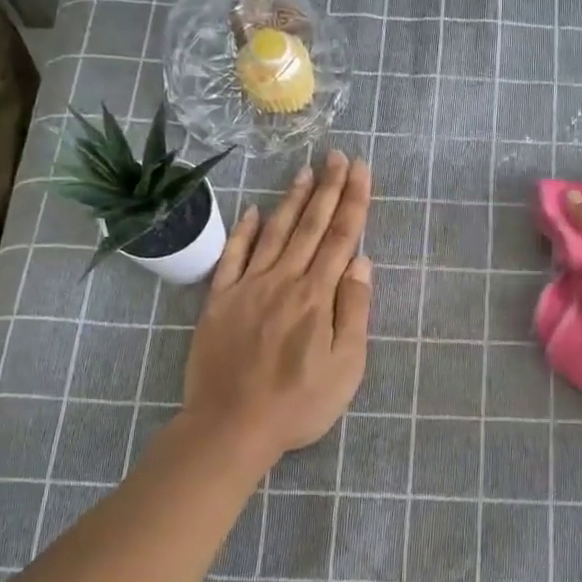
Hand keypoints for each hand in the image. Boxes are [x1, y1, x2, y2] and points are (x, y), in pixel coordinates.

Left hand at [182, 151, 372, 466]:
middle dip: (327, 189)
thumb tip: (362, 263)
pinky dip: (244, 231)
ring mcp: (247, 287)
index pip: (340, 238)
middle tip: (336, 155)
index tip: (360, 170)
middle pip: (310, 227)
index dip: (353, 202)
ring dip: (291, 200)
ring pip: (274, 233)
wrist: (230, 426)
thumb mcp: (345, 367)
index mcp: (316, 296)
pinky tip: (254, 211)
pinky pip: (232, 257)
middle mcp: (283, 281)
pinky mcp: (219, 301)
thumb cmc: (298, 404)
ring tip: (304, 171)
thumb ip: (353, 312)